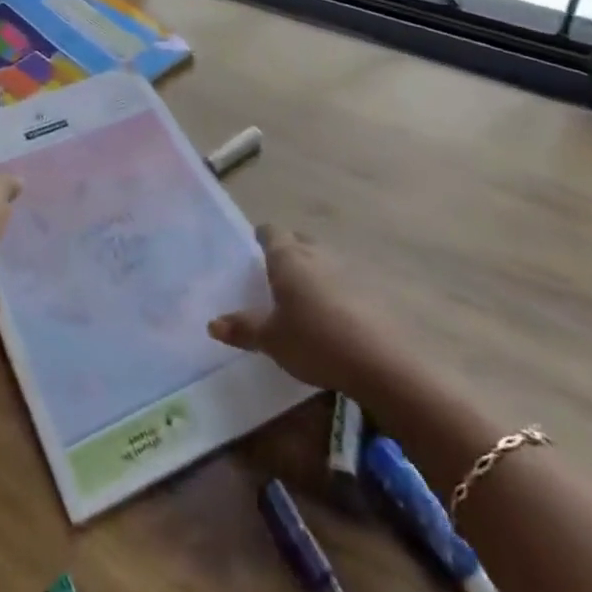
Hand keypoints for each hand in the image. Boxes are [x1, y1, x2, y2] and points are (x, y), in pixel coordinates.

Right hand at [209, 227, 399, 393]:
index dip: (261, 237)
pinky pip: (344, 280)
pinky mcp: (370, 290)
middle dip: (287, 251)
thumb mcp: (271, 339)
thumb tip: (212, 323)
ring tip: (302, 295)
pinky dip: (334, 289)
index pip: (271, 232)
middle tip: (275, 273)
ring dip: (312, 270)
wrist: (379, 359)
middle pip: (299, 241)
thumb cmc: (314, 340)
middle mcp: (317, 254)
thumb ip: (243, 328)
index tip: (254, 248)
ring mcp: (347, 269)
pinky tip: (331, 314)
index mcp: (288, 258)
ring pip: (323, 259)